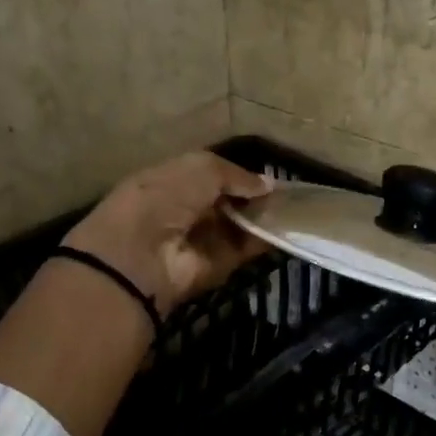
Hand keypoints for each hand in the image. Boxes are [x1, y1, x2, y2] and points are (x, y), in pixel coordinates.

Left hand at [61, 151, 273, 316]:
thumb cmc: (164, 198)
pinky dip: (266, 238)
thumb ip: (236, 174)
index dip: (237, 172)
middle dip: (253, 195)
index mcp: (170, 180)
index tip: (268, 173)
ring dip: (263, 216)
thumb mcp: (200, 169)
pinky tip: (287, 227)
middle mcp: (186, 209)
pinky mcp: (218, 265)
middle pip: (227, 200)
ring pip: (240, 224)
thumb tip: (268, 185)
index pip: (209, 174)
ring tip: (293, 207)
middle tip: (287, 191)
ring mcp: (202, 239)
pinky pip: (246, 248)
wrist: (142, 255)